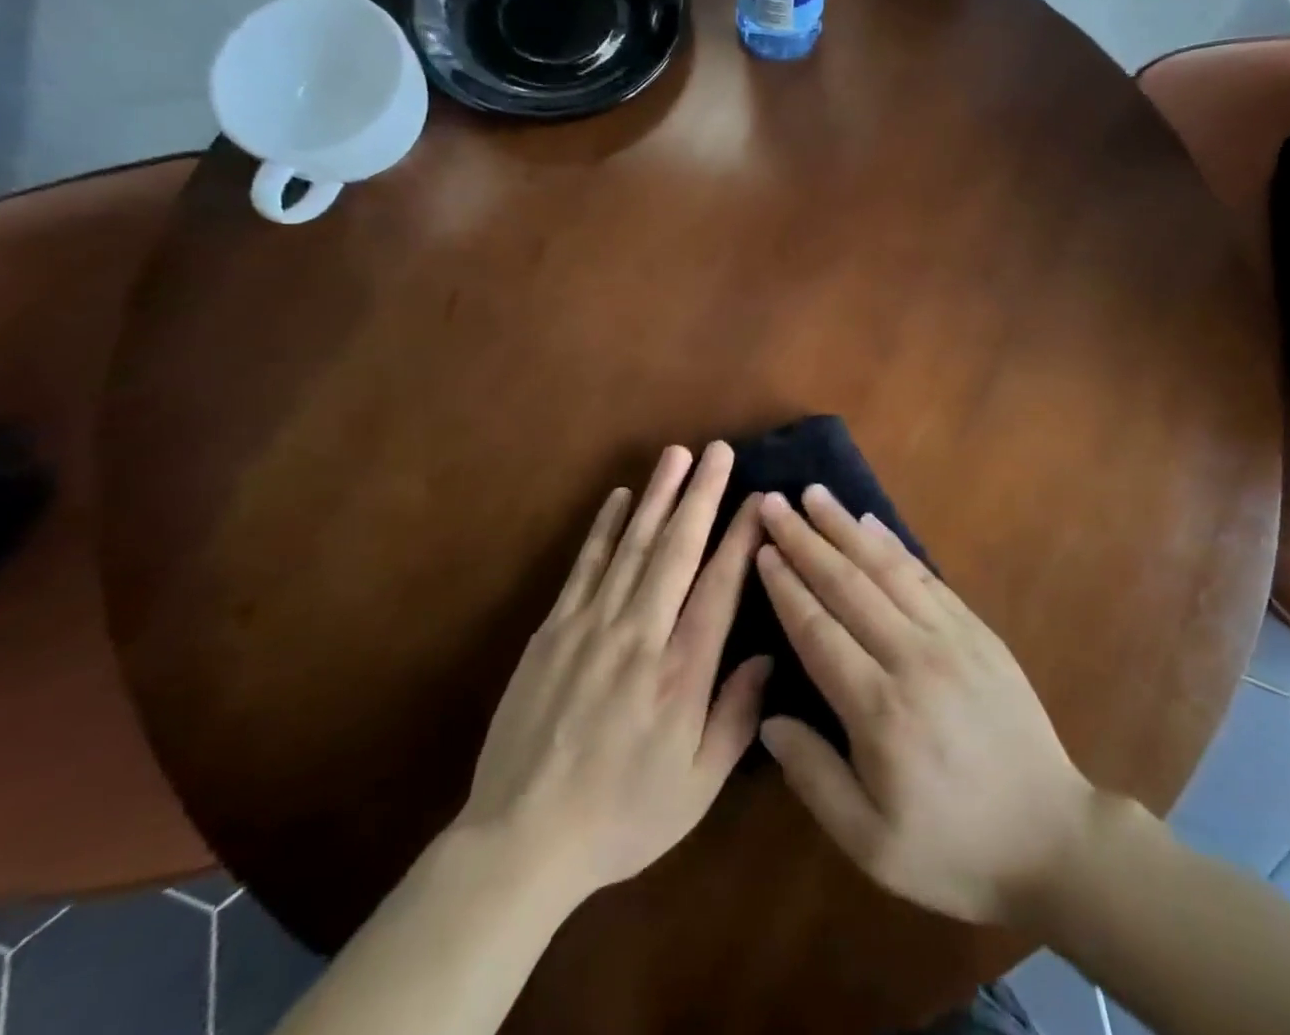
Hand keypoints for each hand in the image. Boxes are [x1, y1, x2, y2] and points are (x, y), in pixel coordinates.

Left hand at [456, 442, 770, 901]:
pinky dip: (603, 527)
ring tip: (675, 455)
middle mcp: (640, 634)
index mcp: (681, 672)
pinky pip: (585, 566)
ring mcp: (591, 625)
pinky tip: (617, 497)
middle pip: (676, 549)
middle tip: (718, 450)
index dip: (740, 536)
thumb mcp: (697, 787)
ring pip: (631, 545)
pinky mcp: (553, 629)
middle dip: (700, 494)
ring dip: (656, 496)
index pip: (719, 586)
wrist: (522, 839)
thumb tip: (767, 653)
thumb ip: (737, 717)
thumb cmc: (621, 816)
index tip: (757, 497)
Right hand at [753, 487, 1099, 926]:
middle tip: (773, 502)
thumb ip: (814, 776)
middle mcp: (913, 658)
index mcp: (880, 710)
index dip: (786, 586)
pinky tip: (872, 522)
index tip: (762, 548)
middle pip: (847, 585)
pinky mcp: (978, 631)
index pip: (818, 630)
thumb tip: (769, 718)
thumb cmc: (954, 848)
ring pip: (887, 569)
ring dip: (846, 527)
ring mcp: (951, 638)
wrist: (1051, 838)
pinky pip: (927, 576)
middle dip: (805, 539)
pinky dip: (894, 546)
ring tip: (814, 495)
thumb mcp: (871, 843)